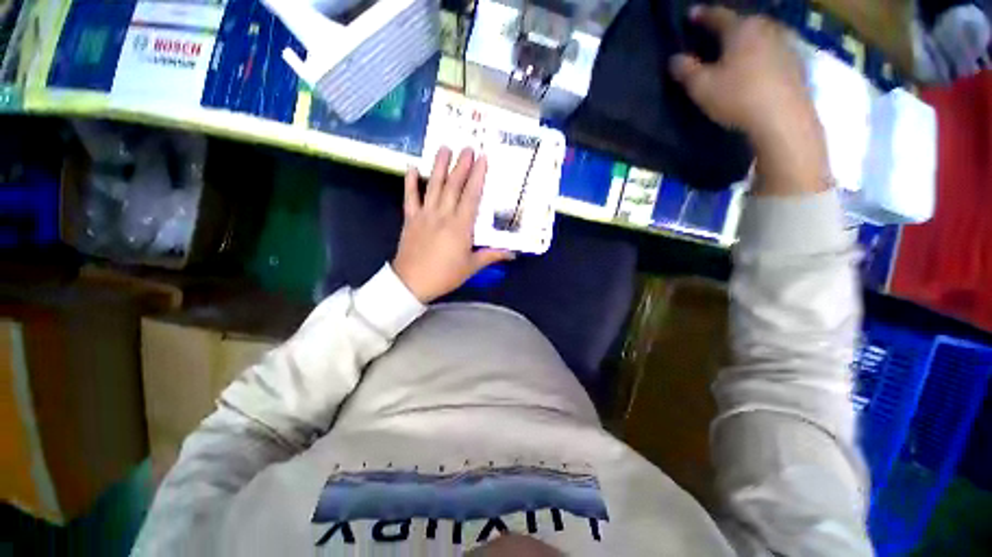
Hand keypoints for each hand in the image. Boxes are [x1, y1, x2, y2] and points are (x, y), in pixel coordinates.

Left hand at [392, 147, 514, 302]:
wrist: (412, 283)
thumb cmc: (445, 275)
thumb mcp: (471, 267)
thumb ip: (491, 256)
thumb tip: (512, 254)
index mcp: (460, 226)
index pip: (471, 196)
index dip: (477, 176)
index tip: (482, 159)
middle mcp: (443, 215)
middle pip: (453, 186)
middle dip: (461, 165)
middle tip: (467, 147)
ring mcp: (425, 215)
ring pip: (433, 186)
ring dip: (439, 166)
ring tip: (444, 148)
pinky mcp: (410, 219)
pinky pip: (410, 197)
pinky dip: (410, 182)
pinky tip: (412, 167)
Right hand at [669, 6, 811, 141]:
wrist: (783, 119)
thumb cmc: (737, 97)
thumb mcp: (702, 87)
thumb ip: (686, 70)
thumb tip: (675, 58)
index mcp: (741, 28)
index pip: (717, 16)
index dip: (702, 16)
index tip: (691, 14)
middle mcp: (766, 28)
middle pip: (743, 23)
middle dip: (729, 28)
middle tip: (716, 36)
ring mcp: (786, 43)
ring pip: (761, 36)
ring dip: (748, 42)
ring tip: (738, 53)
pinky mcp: (798, 62)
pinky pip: (774, 52)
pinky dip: (763, 56)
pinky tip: (758, 68)